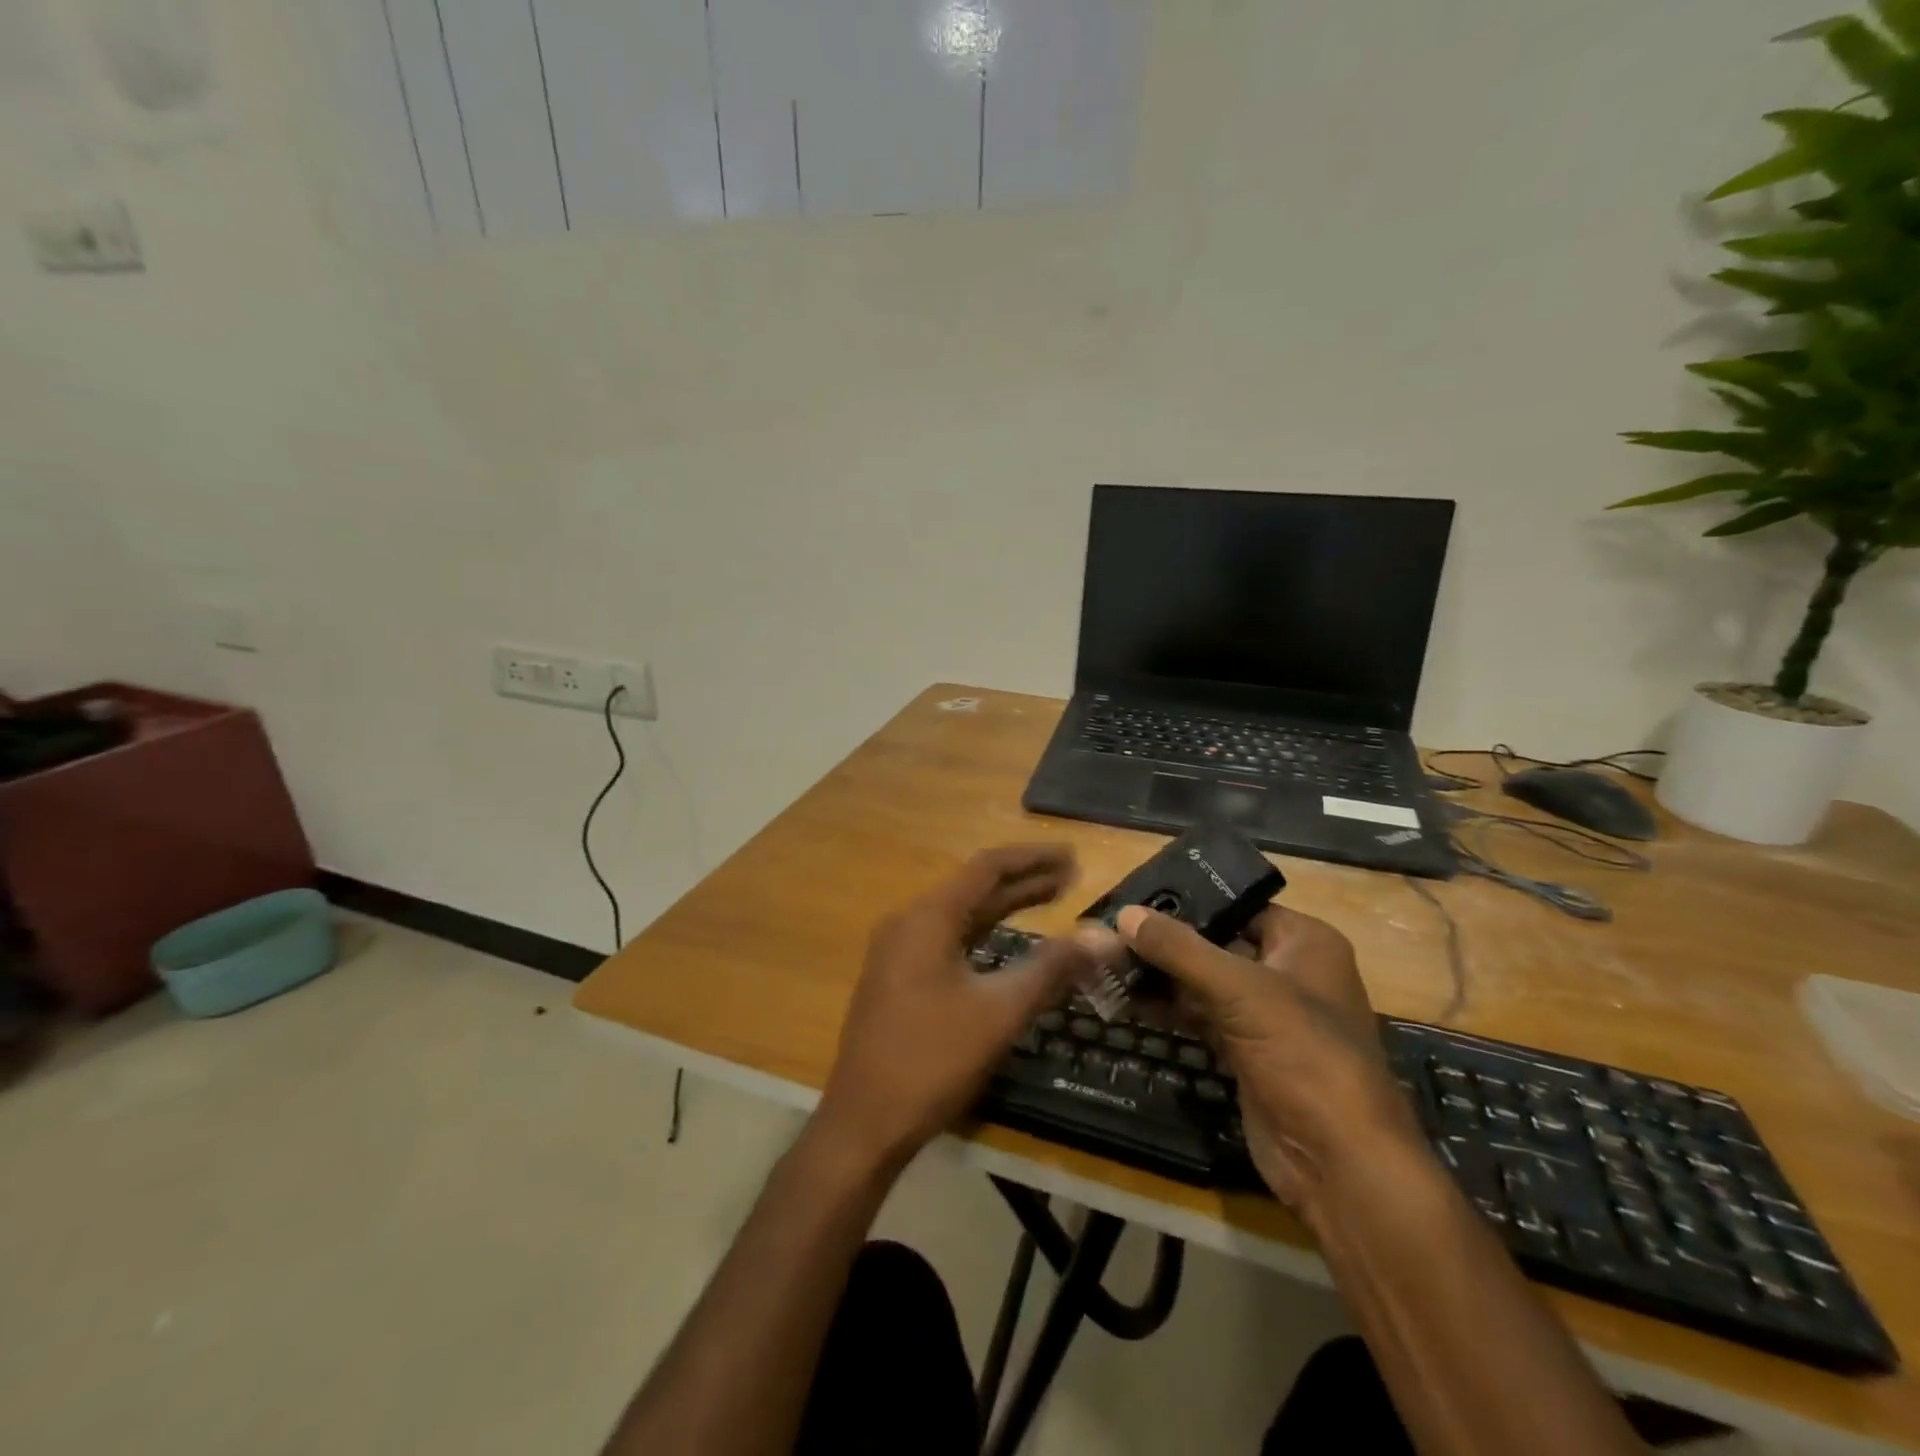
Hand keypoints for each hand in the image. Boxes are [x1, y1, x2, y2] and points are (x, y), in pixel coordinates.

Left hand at [815, 845, 1101, 1167]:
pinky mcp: (898, 977)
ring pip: (961, 915)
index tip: (1073, 856)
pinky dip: (983, 933)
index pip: (987, 868)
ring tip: (1051, 897)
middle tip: (1072, 877)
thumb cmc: (932, 1059)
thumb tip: (1105, 939)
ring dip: (1005, 906)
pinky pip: (949, 939)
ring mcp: (899, 950)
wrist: (864, 1121)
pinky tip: (1008, 941)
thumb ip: (1052, 969)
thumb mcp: (999, 1012)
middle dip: (1024, 881)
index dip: (1032, 859)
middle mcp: (909, 922)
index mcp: (927, 917)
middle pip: (974, 888)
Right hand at [1115, 904, 1426, 1219]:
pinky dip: (1169, 1008)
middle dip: (1165, 942)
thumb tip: (1124, 912)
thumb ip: (1179, 949)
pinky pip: (1201, 1017)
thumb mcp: (1240, 990)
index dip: (1187, 900)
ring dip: (1161, 976)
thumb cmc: (1303, 1055)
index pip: (1237, 905)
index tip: (1133, 897)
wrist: (1338, 1162)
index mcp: (1305, 943)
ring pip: (1204, 982)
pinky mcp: (1247, 1052)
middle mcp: (1288, 971)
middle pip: (1216, 943)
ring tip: (1107, 961)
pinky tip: (1128, 999)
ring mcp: (1267, 1016)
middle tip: (1108, 930)